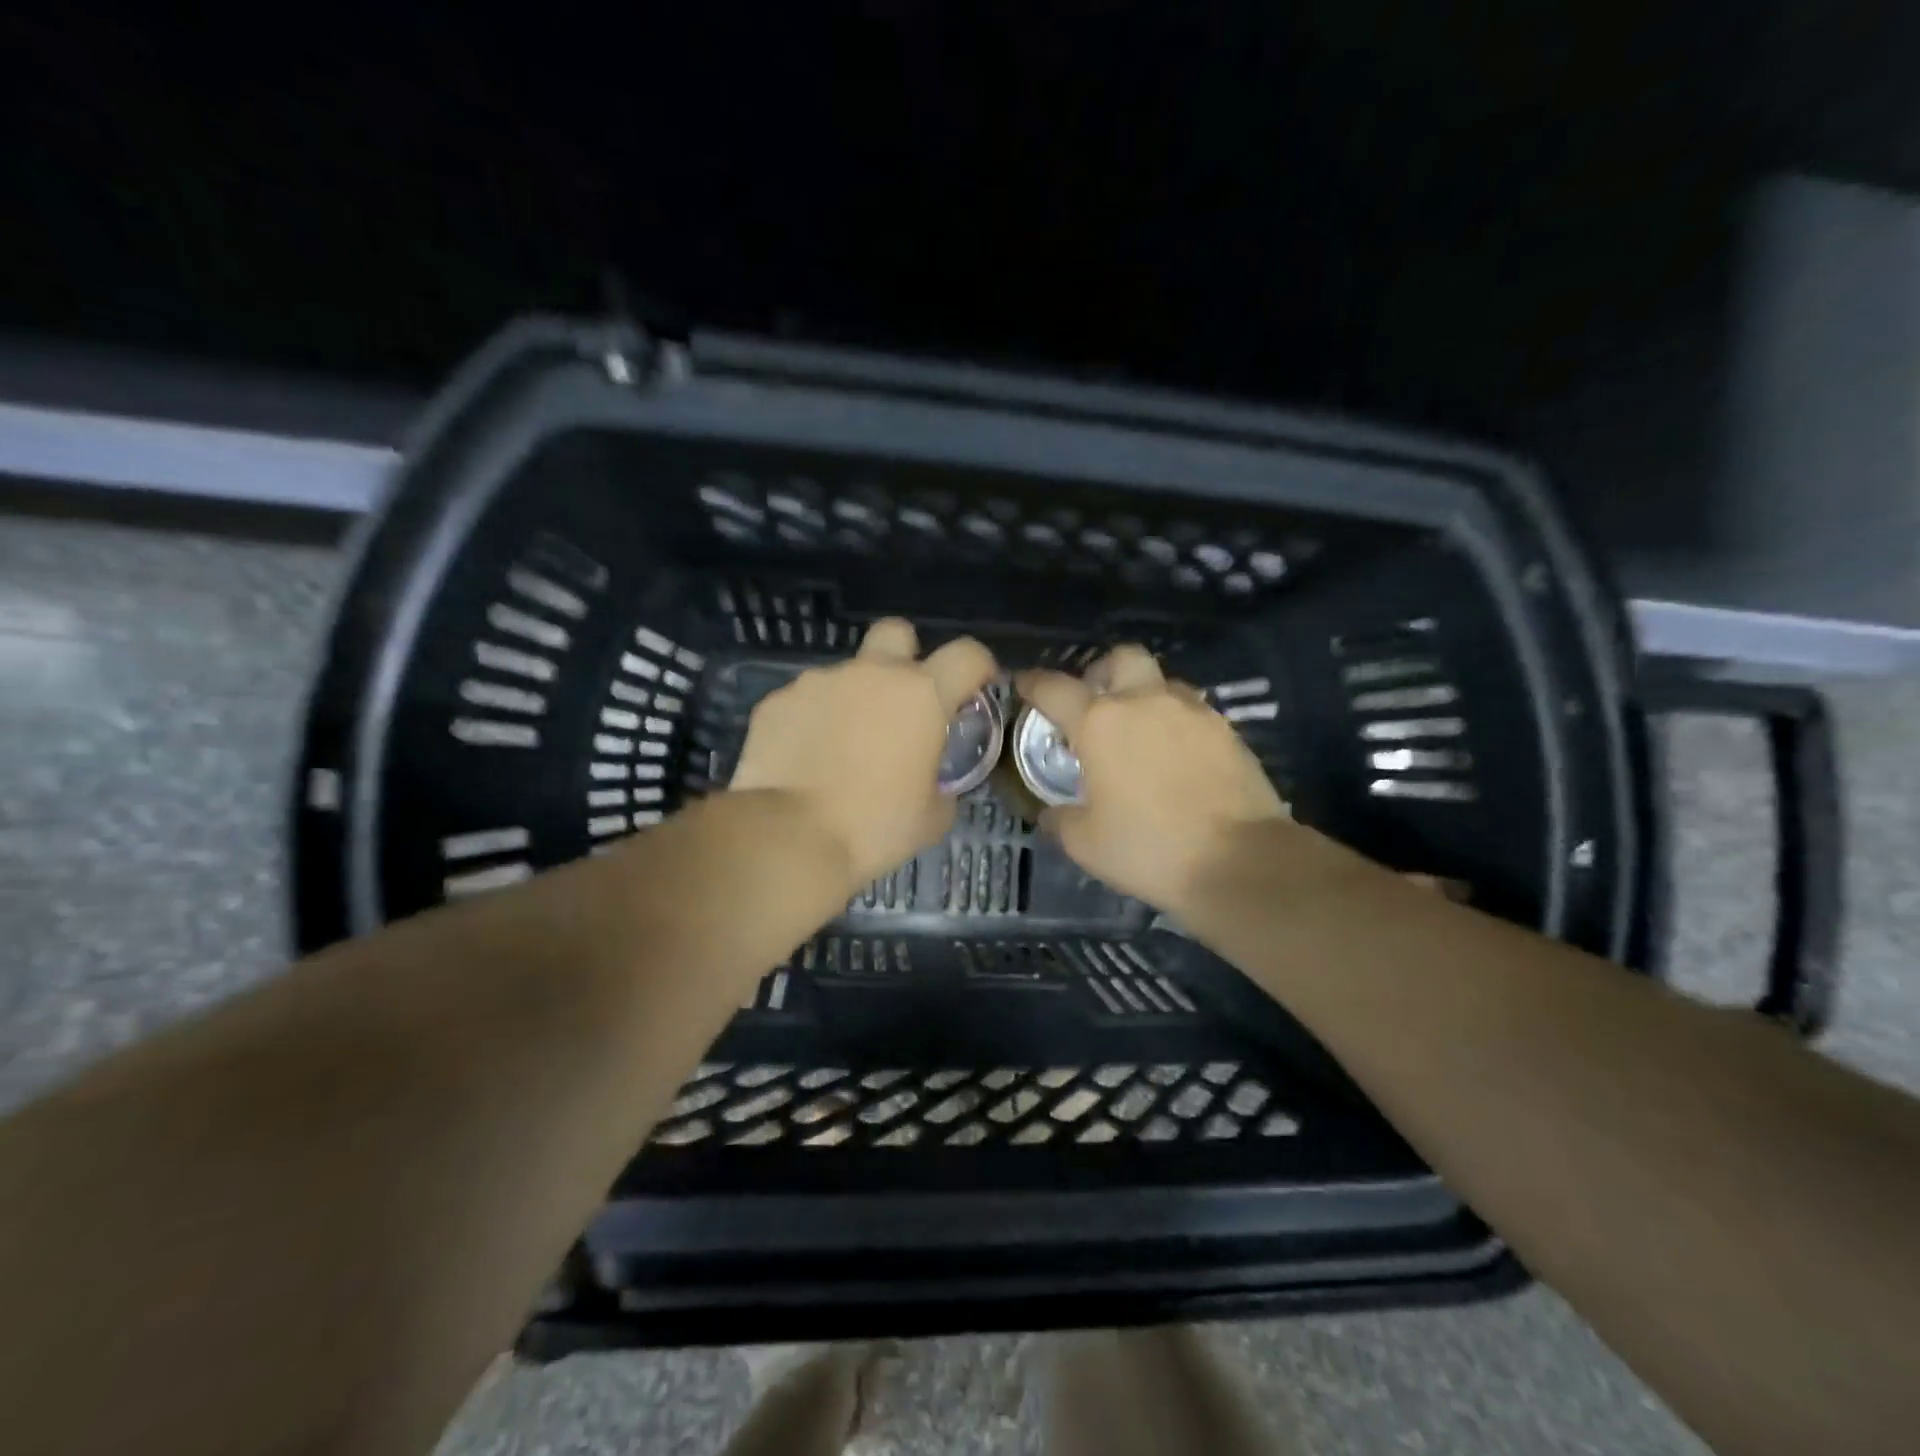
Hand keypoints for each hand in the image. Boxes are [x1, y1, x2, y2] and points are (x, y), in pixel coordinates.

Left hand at [730, 618, 996, 892]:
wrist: (790, 837)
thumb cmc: (874, 827)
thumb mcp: (932, 818)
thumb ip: (942, 786)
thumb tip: (933, 784)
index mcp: (921, 695)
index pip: (967, 654)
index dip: (978, 665)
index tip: (976, 686)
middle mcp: (871, 674)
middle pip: (897, 632)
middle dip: (906, 655)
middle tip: (902, 701)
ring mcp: (818, 682)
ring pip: (846, 674)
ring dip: (854, 699)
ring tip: (843, 748)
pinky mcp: (777, 701)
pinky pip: (805, 701)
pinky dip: (813, 722)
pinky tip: (806, 760)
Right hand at [1014, 646, 1292, 915]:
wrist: (1239, 861)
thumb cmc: (1149, 848)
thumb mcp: (1085, 843)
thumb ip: (1060, 818)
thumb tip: (1052, 811)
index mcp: (1100, 722)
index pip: (1055, 688)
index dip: (1033, 683)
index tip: (1023, 685)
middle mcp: (1145, 702)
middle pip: (1121, 658)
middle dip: (1102, 672)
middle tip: (1094, 703)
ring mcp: (1192, 711)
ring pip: (1162, 682)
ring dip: (1143, 696)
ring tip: (1138, 733)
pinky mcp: (1227, 730)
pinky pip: (1192, 710)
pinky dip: (1175, 722)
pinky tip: (1174, 755)